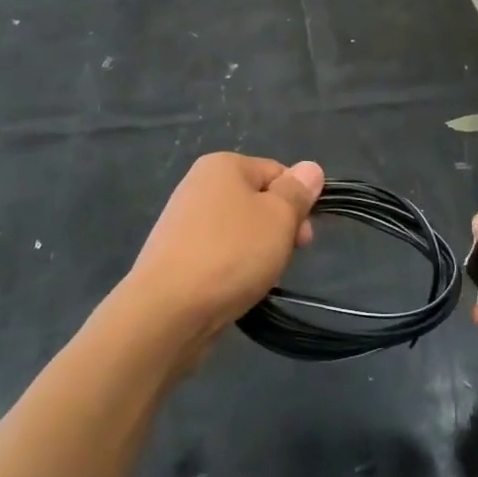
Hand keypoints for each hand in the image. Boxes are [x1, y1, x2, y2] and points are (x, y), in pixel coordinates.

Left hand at [125, 152, 323, 351]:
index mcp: (223, 165)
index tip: (303, 239)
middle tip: (284, 260)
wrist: (167, 310)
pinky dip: (233, 269)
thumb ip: (297, 192)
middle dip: (278, 230)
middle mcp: (198, 186)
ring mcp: (183, 222)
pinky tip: (236, 289)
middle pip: (258, 202)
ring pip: (240, 231)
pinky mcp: (175, 256)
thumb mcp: (278, 218)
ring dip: (258, 252)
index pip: (277, 173)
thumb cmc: (231, 253)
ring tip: (259, 279)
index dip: (298, 203)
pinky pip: (218, 254)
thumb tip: (310, 168)